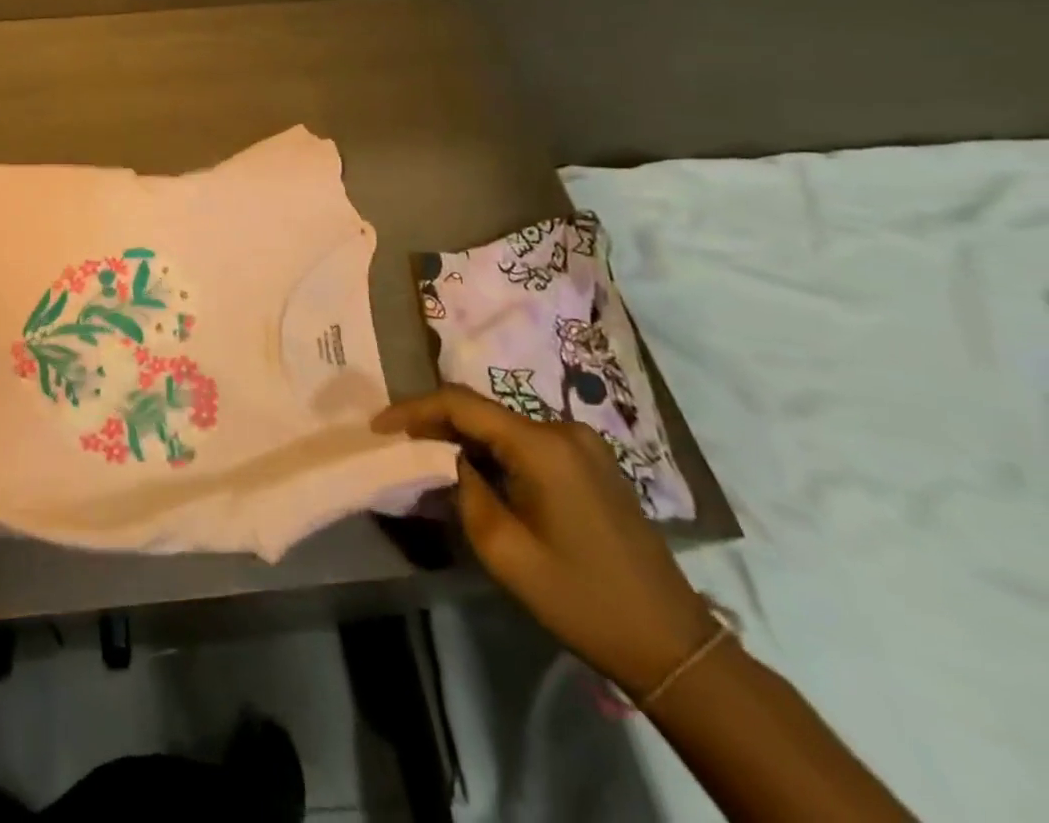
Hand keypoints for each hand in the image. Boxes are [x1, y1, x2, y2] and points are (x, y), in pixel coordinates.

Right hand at [373, 384, 714, 697]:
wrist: (672, 645)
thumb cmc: (580, 598)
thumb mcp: (502, 548)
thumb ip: (462, 487)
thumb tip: (443, 457)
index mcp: (542, 445)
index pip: (459, 403)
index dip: (412, 409)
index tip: (377, 426)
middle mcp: (563, 430)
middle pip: (482, 410)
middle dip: (434, 422)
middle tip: (396, 443)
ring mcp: (583, 445)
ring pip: (502, 425)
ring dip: (464, 437)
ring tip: (426, 456)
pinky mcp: (592, 463)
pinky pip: (526, 441)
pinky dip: (493, 450)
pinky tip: (474, 471)